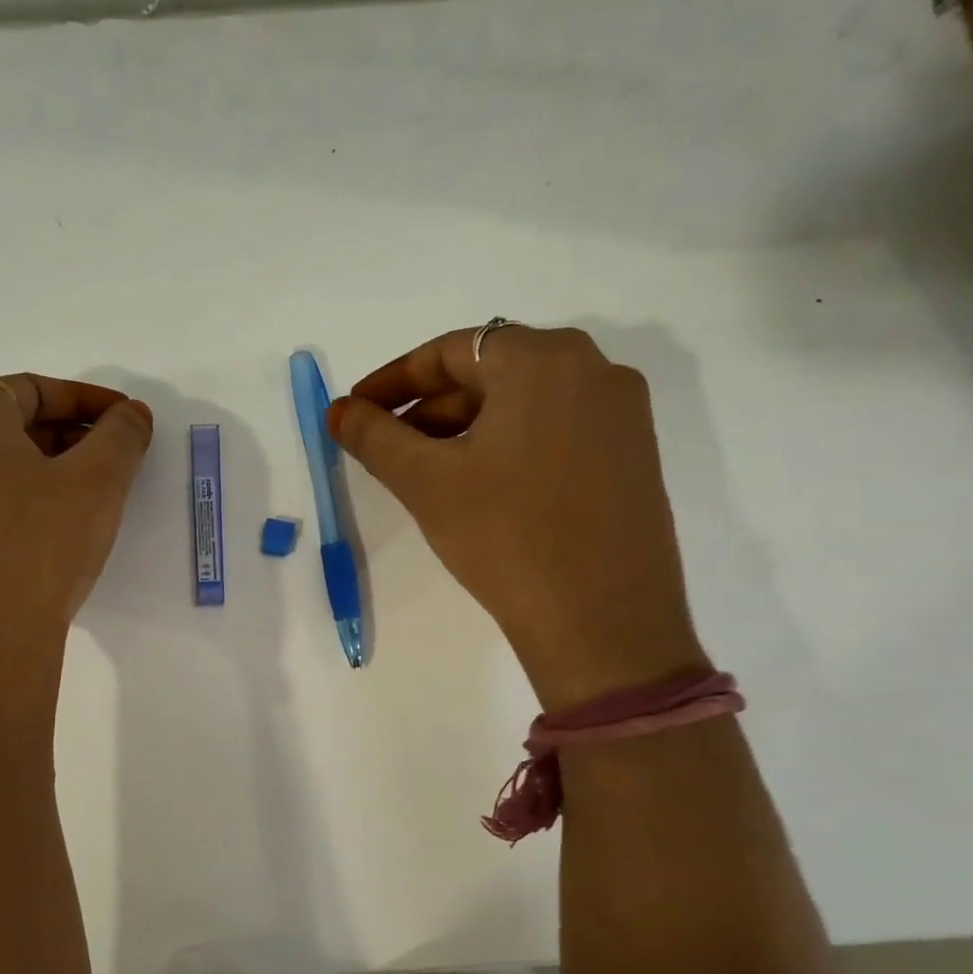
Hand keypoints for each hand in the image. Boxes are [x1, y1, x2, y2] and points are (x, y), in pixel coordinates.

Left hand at [0, 375, 152, 663]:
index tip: (125, 419)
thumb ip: (122, 435)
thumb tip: (132, 414)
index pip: (29, 387)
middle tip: (115, 456)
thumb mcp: (98, 482)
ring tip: (93, 495)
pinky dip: (25, 501)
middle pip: (11, 425)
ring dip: (49, 468)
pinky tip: (56, 533)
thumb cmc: (41, 545)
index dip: (84, 396)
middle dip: (70, 432)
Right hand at [331, 326, 704, 709]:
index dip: (393, 380)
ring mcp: (621, 415)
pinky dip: (506, 444)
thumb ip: (373, 436)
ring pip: (522, 403)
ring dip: (464, 427)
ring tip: (424, 470)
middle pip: (489, 372)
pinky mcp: (633, 457)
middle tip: (384, 445)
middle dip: (427, 407)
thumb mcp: (425, 481)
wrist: (602, 623)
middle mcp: (594, 370)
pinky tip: (478, 485)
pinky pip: (555, 430)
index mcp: (544, 359)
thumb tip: (338, 411)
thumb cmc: (505, 536)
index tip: (356, 410)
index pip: (450, 350)